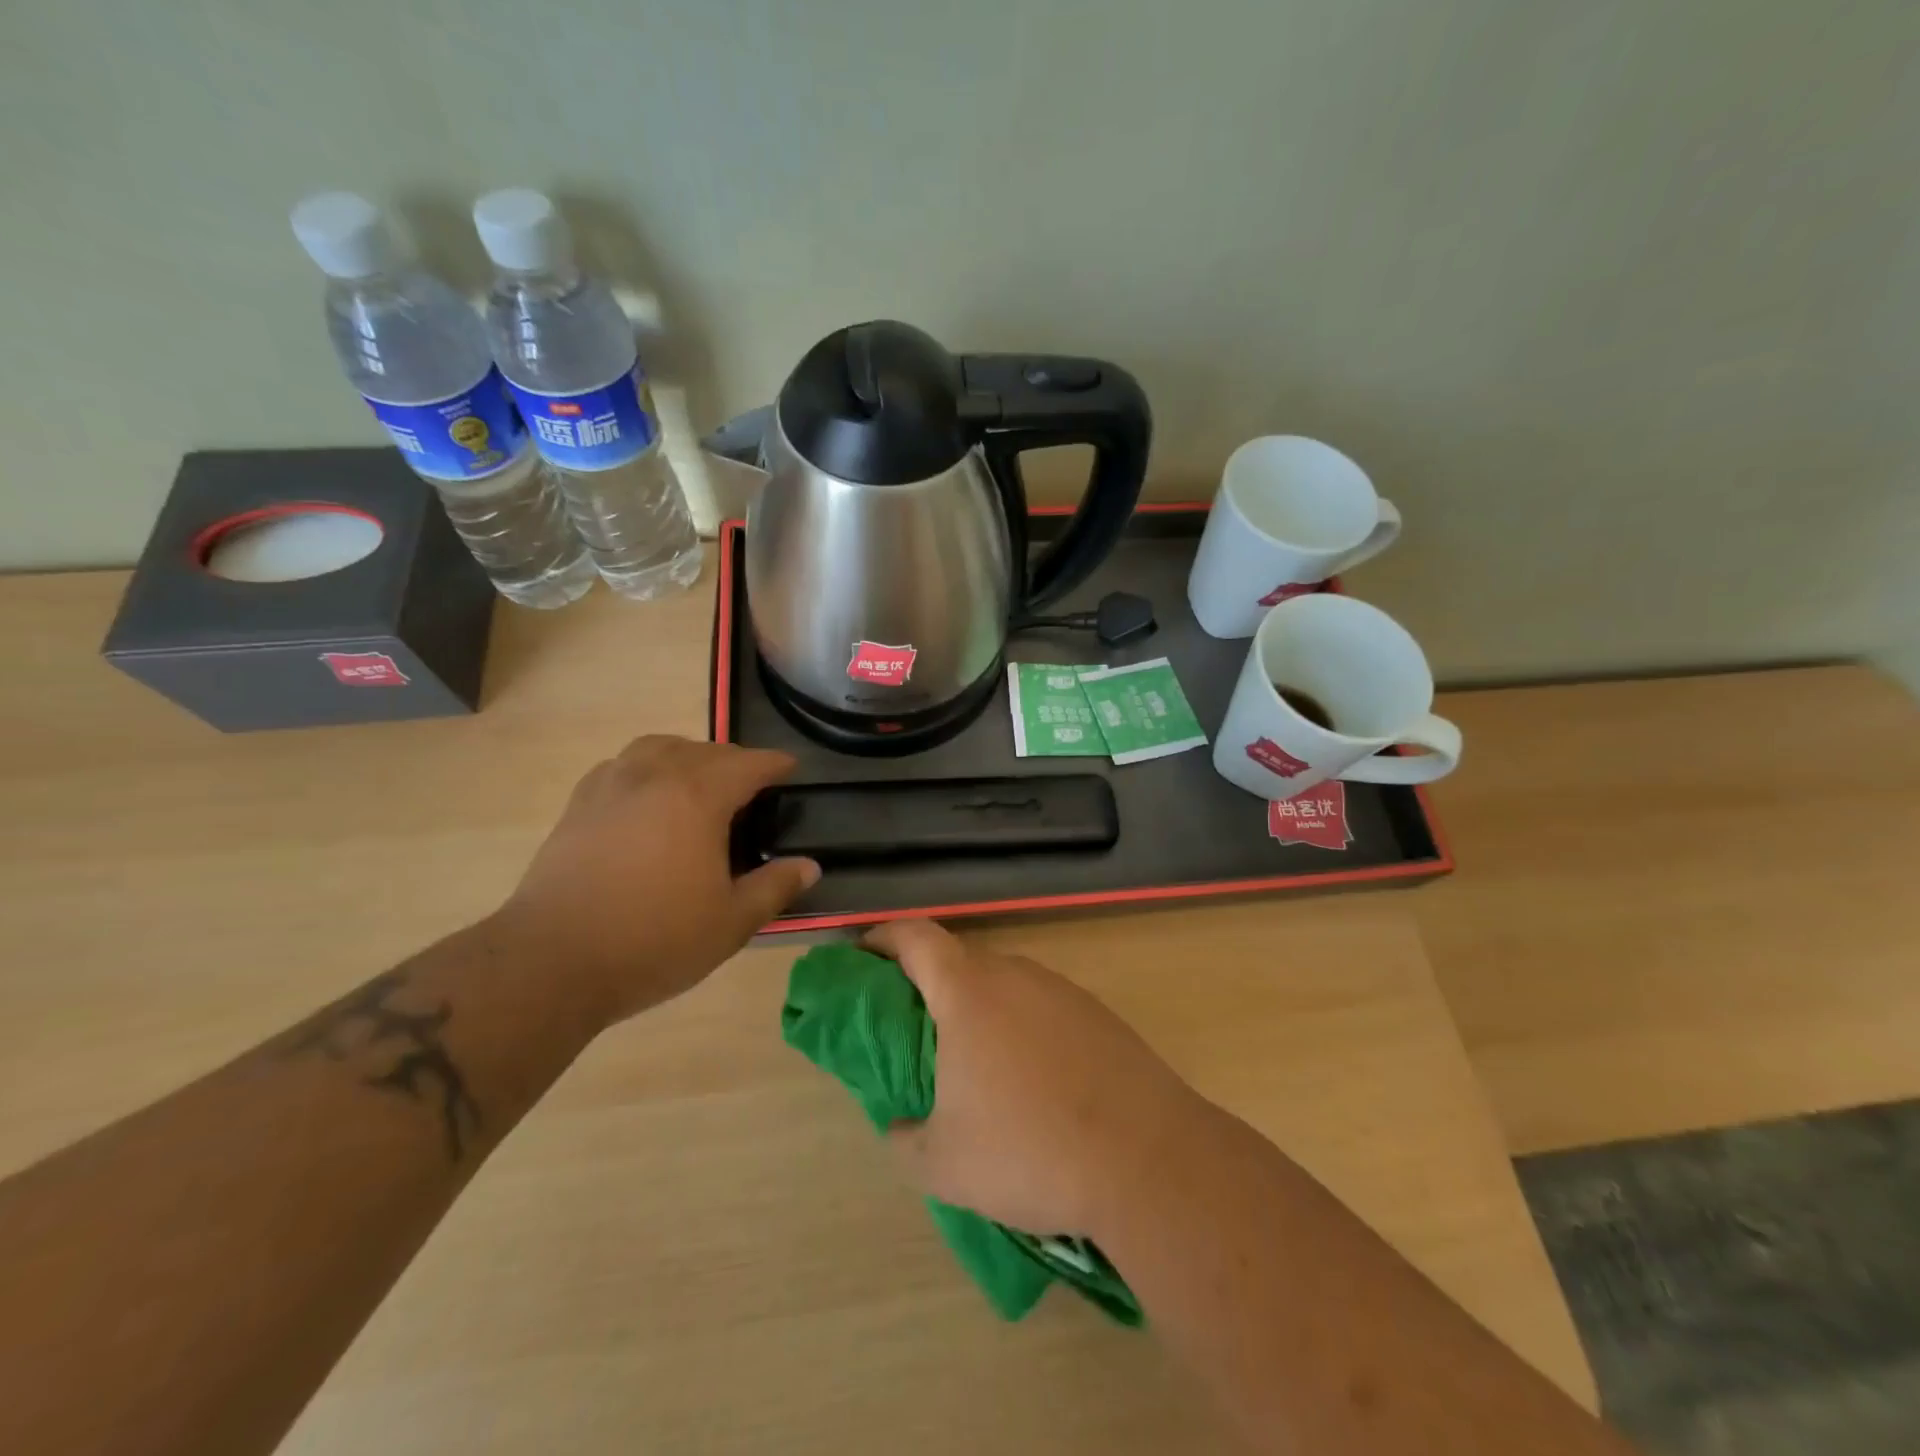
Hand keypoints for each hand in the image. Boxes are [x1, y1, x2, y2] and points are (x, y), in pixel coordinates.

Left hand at [499, 737, 818, 1024]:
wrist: (551, 961)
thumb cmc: (653, 940)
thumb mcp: (730, 922)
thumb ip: (774, 888)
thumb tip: (810, 866)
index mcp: (698, 796)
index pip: (748, 764)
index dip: (775, 763)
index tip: (792, 769)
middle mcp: (654, 776)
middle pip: (704, 750)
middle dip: (734, 761)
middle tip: (751, 786)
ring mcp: (610, 786)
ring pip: (657, 747)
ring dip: (687, 756)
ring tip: (698, 782)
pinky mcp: (577, 805)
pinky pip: (621, 766)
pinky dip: (646, 769)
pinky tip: (646, 798)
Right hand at [866, 920, 1210, 1238]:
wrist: (1149, 1159)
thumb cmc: (1031, 1150)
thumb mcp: (943, 1163)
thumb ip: (903, 1138)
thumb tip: (897, 1125)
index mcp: (968, 991)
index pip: (914, 936)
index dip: (882, 939)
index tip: (862, 958)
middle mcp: (1015, 974)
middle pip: (958, 960)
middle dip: (927, 985)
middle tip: (912, 1030)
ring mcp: (1062, 991)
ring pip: (1003, 984)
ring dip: (977, 1009)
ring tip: (971, 1063)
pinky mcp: (1098, 1015)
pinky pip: (1041, 1007)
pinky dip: (1019, 1027)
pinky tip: (1030, 1081)